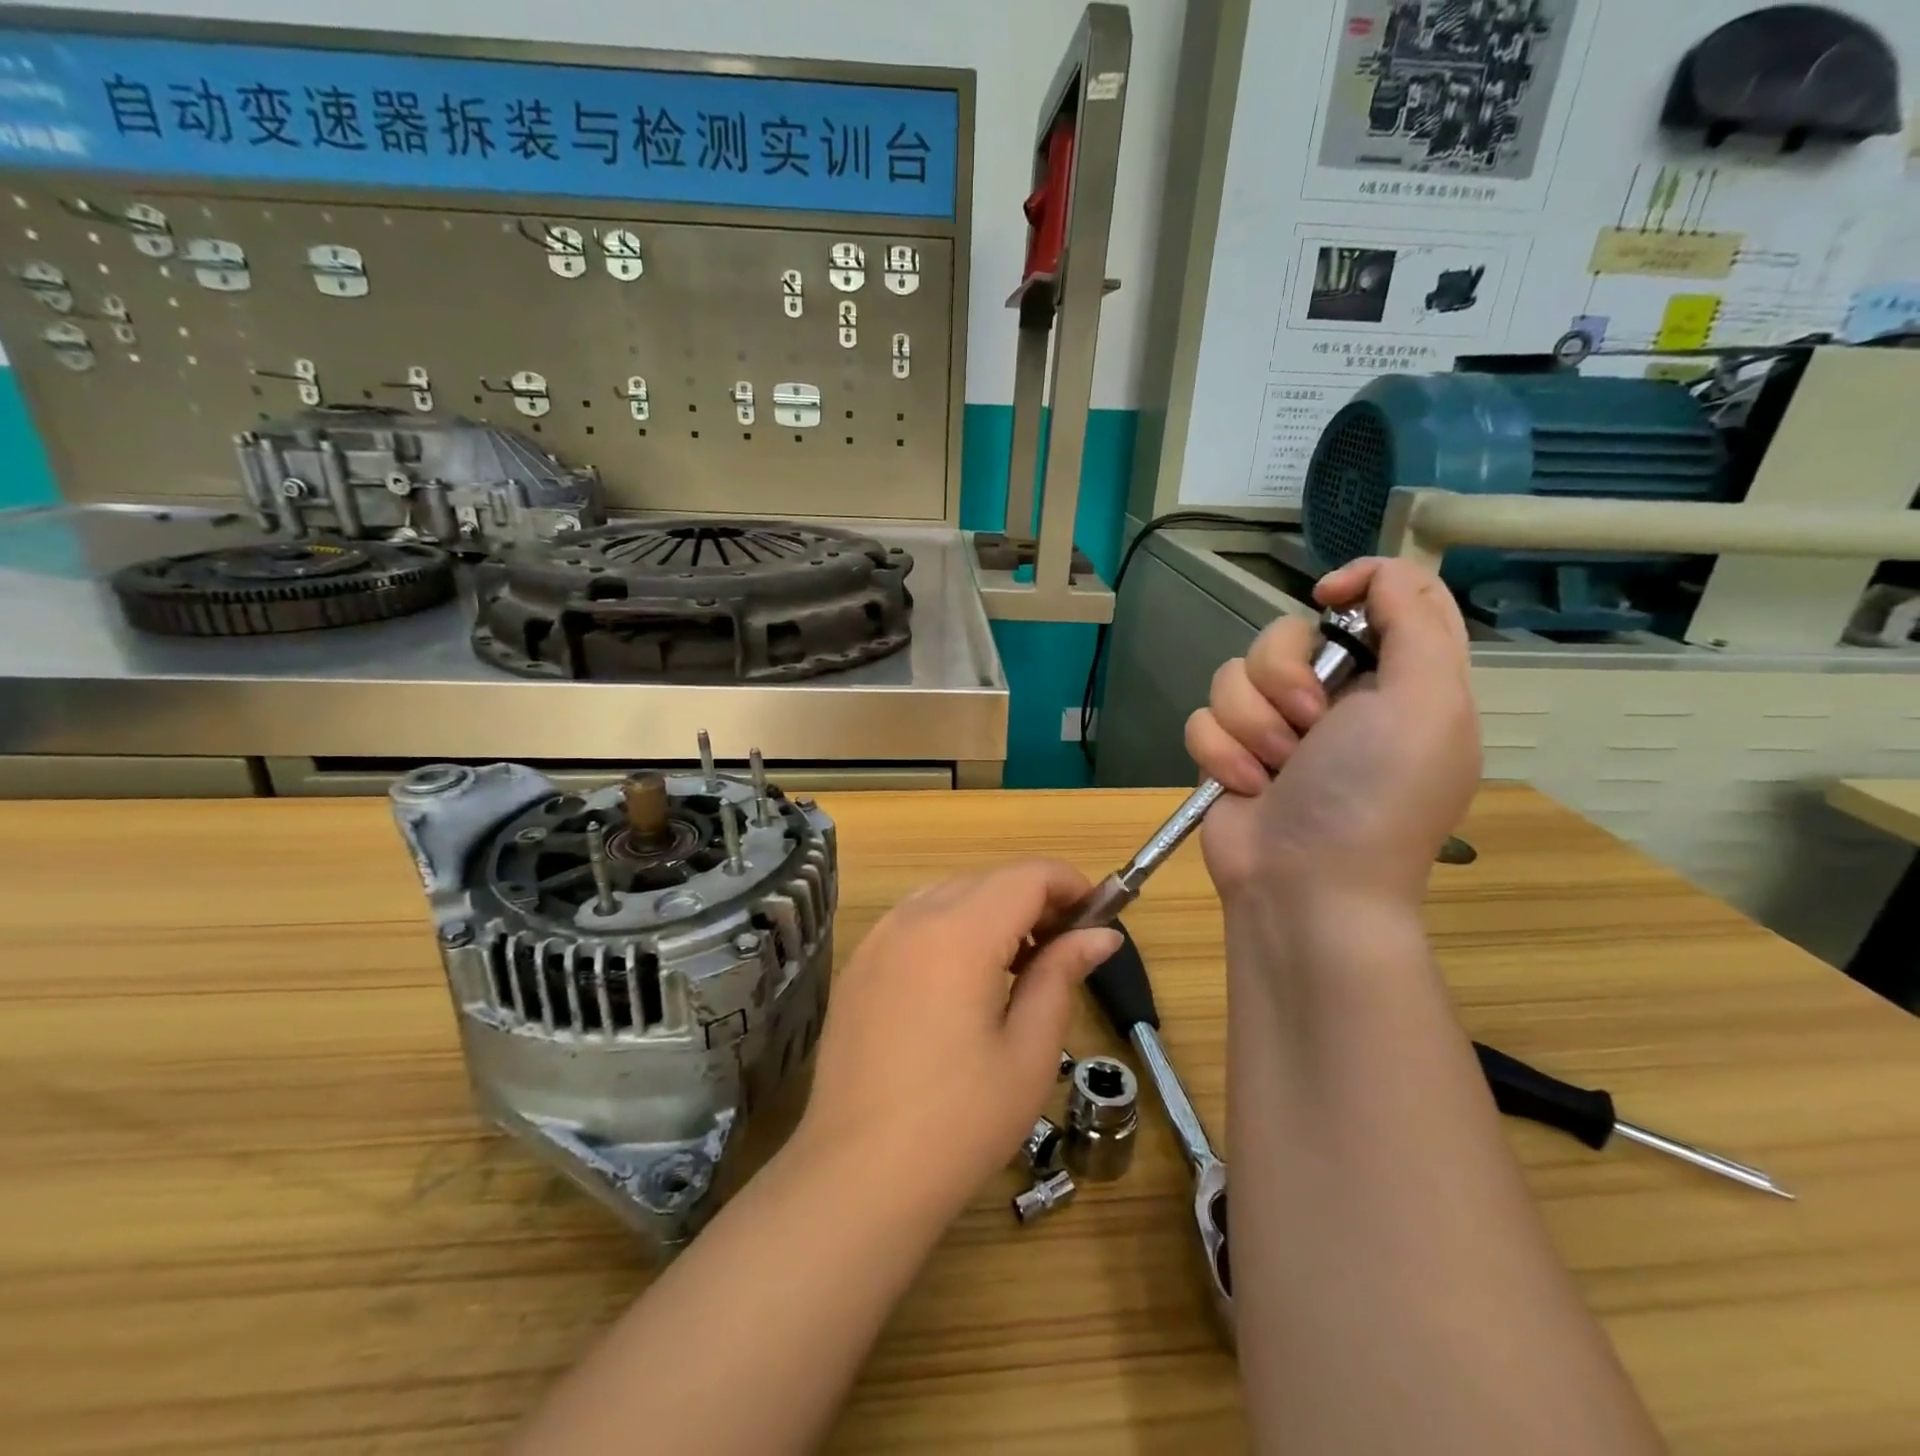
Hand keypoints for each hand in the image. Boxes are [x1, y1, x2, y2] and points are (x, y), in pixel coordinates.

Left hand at [793, 862, 1121, 1217]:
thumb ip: (1062, 975)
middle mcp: (913, 918)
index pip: (1028, 875)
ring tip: (1018, 968)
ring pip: (950, 895)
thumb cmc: (960, 1121)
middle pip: (989, 881)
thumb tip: (1102, 935)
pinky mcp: (858, 964)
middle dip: (1035, 901)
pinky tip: (963, 983)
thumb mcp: (1029, 1051)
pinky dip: (952, 928)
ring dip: (993, 913)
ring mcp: (878, 938)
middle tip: (1065, 951)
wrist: (858, 1176)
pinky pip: (915, 921)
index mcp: (959, 932)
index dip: (1071, 885)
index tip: (1099, 919)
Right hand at [1184, 557, 1479, 908]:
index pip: (1386, 598)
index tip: (1326, 599)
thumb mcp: (1428, 703)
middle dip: (1285, 676)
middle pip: (1286, 633)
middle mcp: (1335, 698)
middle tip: (1309, 723)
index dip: (1356, 583)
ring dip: (1251, 725)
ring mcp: (1275, 727)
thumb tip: (1370, 576)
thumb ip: (1416, 621)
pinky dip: (1221, 754)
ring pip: (1233, 674)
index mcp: (1397, 680)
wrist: (1305, 886)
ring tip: (1275, 770)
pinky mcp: (1229, 753)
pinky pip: (1203, 718)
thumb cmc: (1374, 796)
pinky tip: (1245, 787)